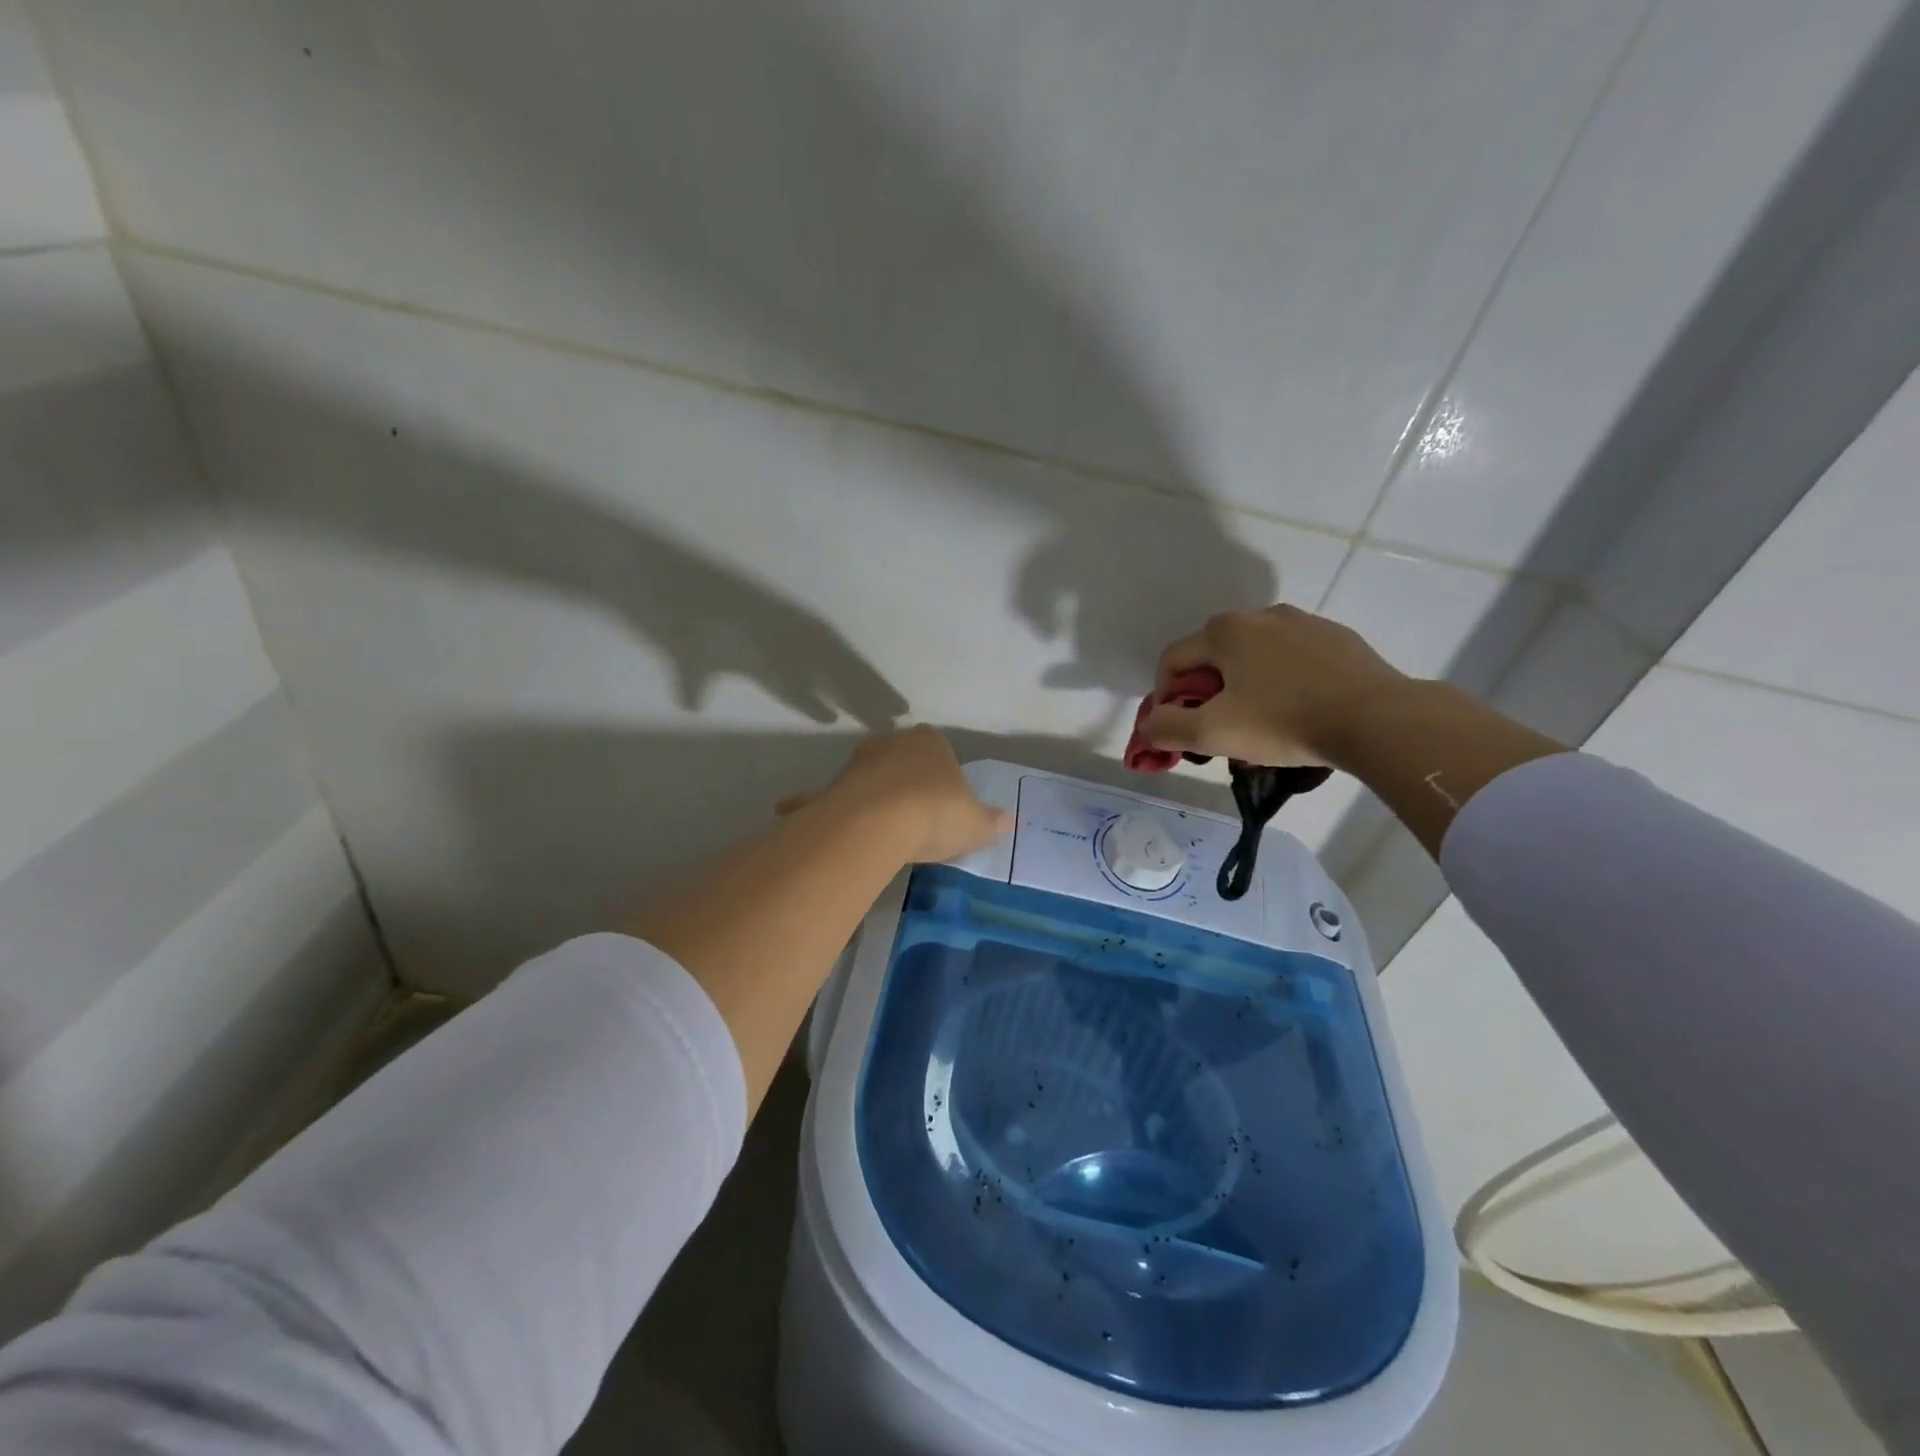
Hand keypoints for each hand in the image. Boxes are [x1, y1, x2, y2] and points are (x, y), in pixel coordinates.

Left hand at [776, 726, 1011, 863]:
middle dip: (903, 782)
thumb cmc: (936, 814)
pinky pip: (820, 796)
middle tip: (914, 817)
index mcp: (930, 744)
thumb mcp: (974, 824)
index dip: (942, 777)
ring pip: (864, 776)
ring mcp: (857, 763)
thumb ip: (990, 821)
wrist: (881, 822)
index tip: (944, 805)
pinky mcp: (830, 787)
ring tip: (875, 828)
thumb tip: (1009, 820)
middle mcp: (891, 744)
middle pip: (899, 760)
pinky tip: (794, 812)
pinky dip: (808, 803)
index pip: (939, 752)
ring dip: (867, 793)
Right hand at [1143, 605, 1405, 766]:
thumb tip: (1149, 725)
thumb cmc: (1283, 722)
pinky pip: (1291, 659)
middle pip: (1213, 657)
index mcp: (1225, 631)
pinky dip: (1282, 682)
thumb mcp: (1211, 733)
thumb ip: (1165, 728)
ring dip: (1243, 687)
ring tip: (1259, 724)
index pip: (1172, 661)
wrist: (1376, 719)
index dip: (1165, 697)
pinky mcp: (1336, 638)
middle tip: (1218, 728)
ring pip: (1253, 657)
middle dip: (1205, 693)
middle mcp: (1260, 615)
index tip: (1179, 730)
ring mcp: (1303, 623)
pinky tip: (1296, 711)